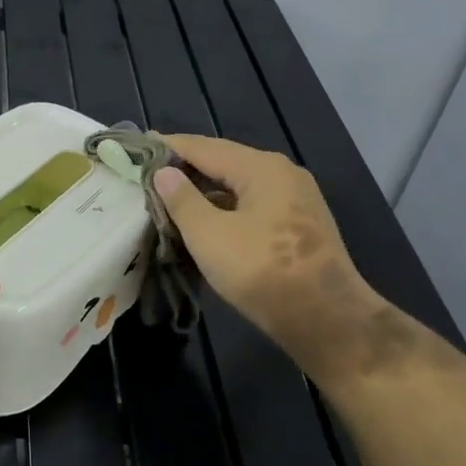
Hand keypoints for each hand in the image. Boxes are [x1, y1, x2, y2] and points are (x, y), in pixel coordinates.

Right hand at [152, 135, 400, 384]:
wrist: (327, 319)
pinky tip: (205, 220)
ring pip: (239, 185)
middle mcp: (282, 174)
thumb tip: (164, 172)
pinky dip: (224, 206)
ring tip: (169, 196)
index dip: (168, 146)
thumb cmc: (262, 271)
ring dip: (204, 189)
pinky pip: (252, 203)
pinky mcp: (299, 225)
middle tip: (148, 172)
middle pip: (224, 161)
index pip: (204, 147)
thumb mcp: (209, 235)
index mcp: (261, 168)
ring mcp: (296, 199)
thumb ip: (182, 200)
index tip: (138, 146)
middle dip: (186, 167)